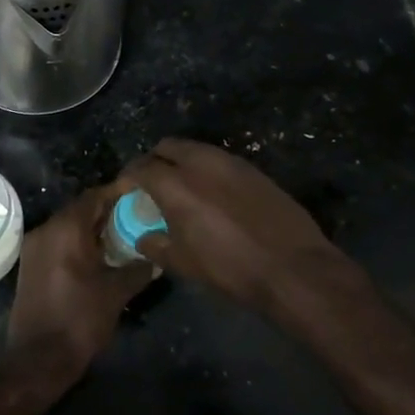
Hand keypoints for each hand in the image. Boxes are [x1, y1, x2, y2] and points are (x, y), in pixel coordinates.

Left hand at [6, 185, 155, 374]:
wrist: (38, 359)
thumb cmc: (80, 319)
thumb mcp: (116, 293)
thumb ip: (138, 269)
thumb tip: (157, 259)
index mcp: (66, 229)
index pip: (95, 196)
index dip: (119, 194)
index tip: (141, 195)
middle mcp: (46, 230)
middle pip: (80, 209)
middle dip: (108, 211)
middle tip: (137, 216)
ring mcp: (34, 247)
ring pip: (69, 226)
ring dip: (93, 228)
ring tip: (123, 236)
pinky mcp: (31, 265)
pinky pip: (59, 242)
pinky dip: (79, 242)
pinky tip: (100, 256)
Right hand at [119, 139, 353, 311]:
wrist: (291, 266)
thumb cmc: (230, 267)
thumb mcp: (184, 263)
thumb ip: (156, 245)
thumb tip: (144, 238)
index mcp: (176, 183)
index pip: (141, 168)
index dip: (127, 178)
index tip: (123, 190)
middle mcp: (200, 162)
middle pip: (167, 147)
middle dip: (153, 161)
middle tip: (150, 184)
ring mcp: (230, 162)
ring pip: (195, 149)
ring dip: (181, 162)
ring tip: (180, 187)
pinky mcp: (253, 169)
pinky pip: (219, 160)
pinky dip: (206, 169)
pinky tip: (211, 193)